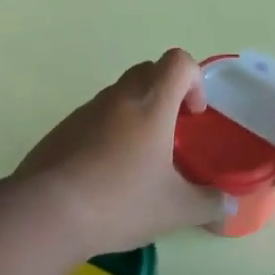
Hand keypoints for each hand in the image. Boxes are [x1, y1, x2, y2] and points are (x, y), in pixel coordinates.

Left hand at [16, 49, 227, 255]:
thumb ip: (208, 204)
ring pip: (119, 93)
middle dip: (167, 92)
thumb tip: (228, 205)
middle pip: (148, 70)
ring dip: (136, 112)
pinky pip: (94, 116)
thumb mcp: (175, 210)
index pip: (178, 62)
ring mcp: (86, 110)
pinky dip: (108, 131)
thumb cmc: (120, 202)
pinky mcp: (62, 128)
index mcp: (151, 105)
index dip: (194, 80)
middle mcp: (119, 97)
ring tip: (139, 158)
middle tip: (171, 132)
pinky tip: (105, 172)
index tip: (194, 114)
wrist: (47, 213)